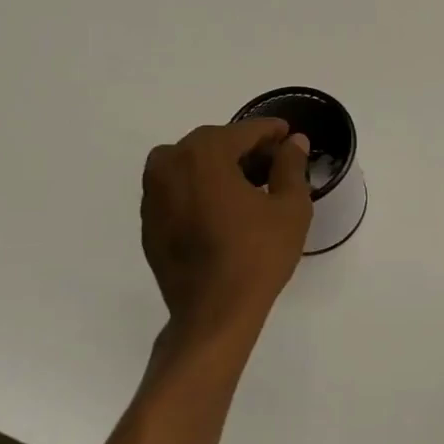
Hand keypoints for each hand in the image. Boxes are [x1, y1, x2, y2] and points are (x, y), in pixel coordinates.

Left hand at [141, 119, 313, 327]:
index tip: (290, 136)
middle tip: (274, 163)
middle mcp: (169, 164)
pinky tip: (224, 209)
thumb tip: (294, 142)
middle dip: (245, 148)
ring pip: (191, 164)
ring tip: (249, 187)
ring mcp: (153, 193)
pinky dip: (200, 189)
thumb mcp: (290, 207)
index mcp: (204, 154)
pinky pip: (178, 189)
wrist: (213, 313)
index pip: (244, 131)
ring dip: (220, 167)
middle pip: (214, 143)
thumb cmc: (257, 255)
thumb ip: (291, 166)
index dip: (271, 131)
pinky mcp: (149, 221)